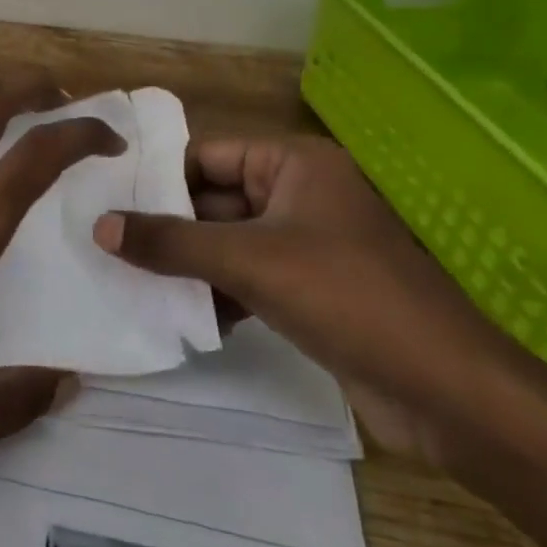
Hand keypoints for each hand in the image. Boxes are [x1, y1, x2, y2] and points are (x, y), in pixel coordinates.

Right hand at [94, 135, 546, 546]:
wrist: (446, 390)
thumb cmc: (347, 297)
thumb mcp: (251, 262)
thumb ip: (172, 243)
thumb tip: (100, 227)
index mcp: (296, 164)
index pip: (210, 156)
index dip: (160, 176)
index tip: (106, 198)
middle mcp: (301, 194)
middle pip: (217, 200)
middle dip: (169, 225)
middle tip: (105, 242)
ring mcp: (307, 245)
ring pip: (230, 243)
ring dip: (189, 264)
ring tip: (127, 279)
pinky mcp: (311, 291)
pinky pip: (250, 278)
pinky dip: (218, 293)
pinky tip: (180, 316)